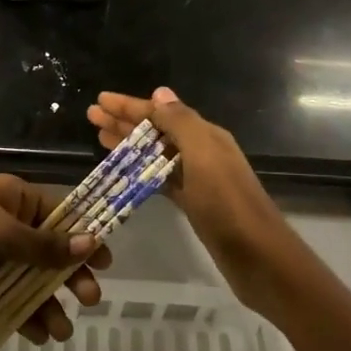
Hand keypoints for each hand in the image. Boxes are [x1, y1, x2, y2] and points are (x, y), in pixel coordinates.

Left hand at [0, 176, 107, 343]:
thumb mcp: (0, 231)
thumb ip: (43, 245)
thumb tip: (91, 243)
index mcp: (15, 197)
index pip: (60, 216)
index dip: (83, 238)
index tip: (105, 263)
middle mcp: (6, 221)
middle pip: (47, 250)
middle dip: (67, 277)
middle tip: (89, 301)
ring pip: (28, 278)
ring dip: (45, 303)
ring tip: (60, 333)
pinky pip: (6, 294)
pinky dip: (21, 313)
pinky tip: (36, 335)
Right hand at [88, 88, 295, 319]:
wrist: (259, 258)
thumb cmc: (228, 205)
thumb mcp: (204, 157)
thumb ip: (181, 123)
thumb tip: (160, 92)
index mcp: (206, 135)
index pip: (161, 112)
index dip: (129, 105)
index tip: (99, 100)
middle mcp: (201, 151)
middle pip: (156, 130)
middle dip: (124, 121)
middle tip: (91, 116)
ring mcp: (197, 178)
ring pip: (156, 154)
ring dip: (129, 144)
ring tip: (99, 138)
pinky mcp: (192, 203)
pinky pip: (159, 179)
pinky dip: (140, 171)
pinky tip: (123, 172)